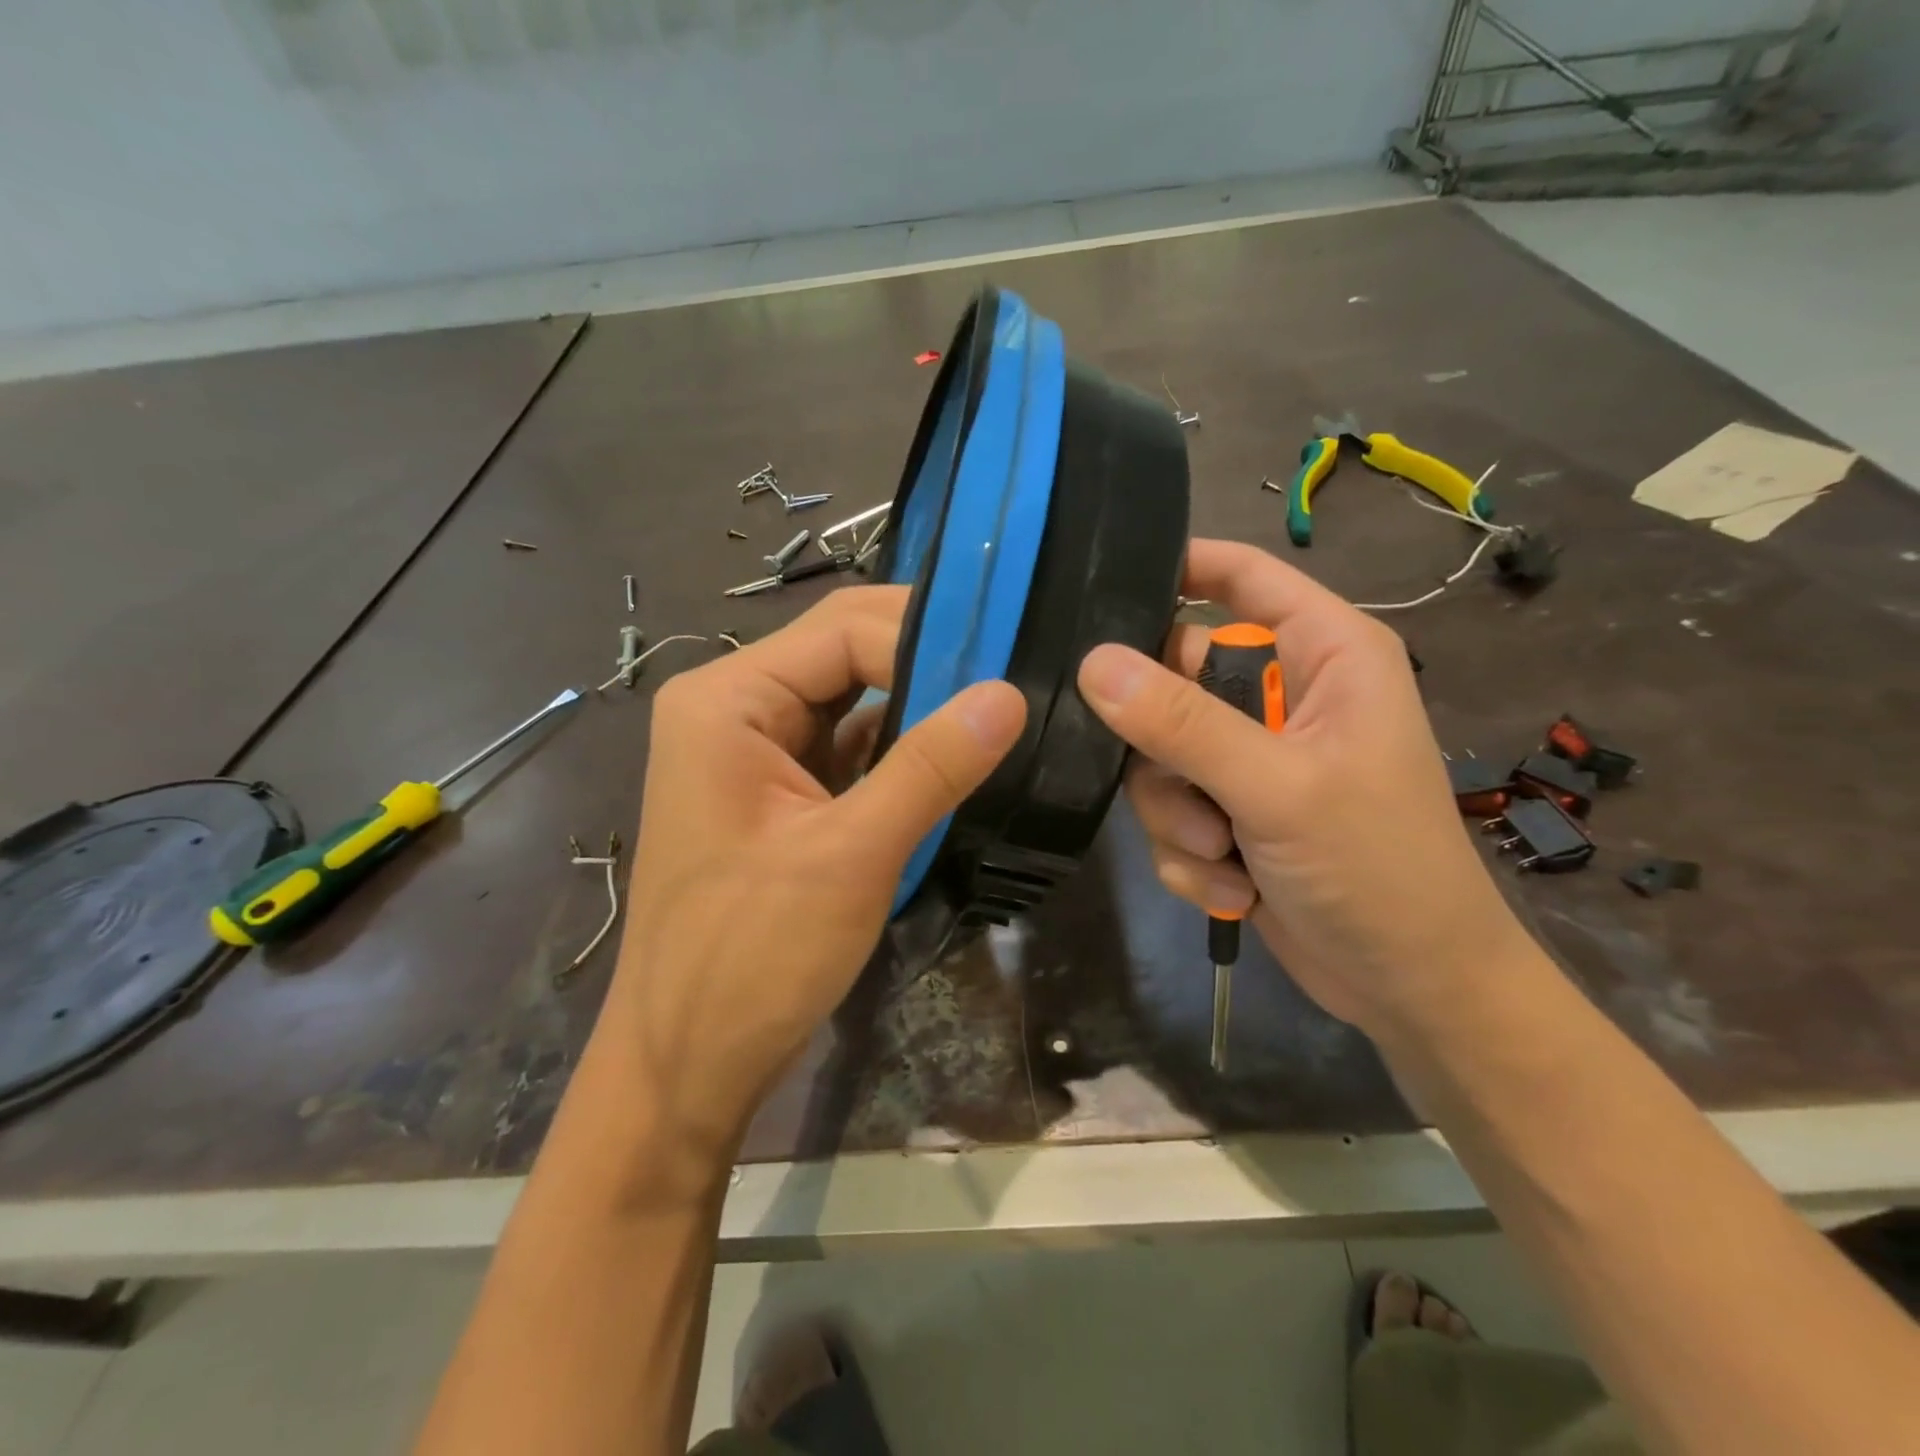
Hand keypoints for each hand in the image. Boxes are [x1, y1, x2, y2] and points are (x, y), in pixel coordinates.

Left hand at [594, 586, 1025, 1159]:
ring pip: (852, 699)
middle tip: (1009, 675)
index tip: (1005, 665)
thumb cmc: (751, 959)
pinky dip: (900, 749)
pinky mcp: (780, 792)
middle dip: (925, 661)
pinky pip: (850, 747)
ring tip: (995, 708)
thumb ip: (930, 767)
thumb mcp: (851, 856)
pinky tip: (955, 755)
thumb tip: (1008, 695)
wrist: (688, 1062)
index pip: (841, 631)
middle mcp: (735, 709)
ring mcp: (755, 752)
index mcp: (727, 701)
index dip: (926, 637)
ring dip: (919, 704)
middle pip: (844, 653)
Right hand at [1075, 539, 1528, 1036]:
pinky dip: (1191, 854)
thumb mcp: (1278, 788)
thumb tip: (1093, 662)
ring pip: (1162, 756)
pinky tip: (1234, 886)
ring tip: (1226, 852)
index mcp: (1324, 655)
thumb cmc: (1377, 869)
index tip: (1101, 588)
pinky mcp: (1232, 814)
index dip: (1178, 567)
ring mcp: (1253, 759)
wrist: (1411, 989)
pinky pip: (1172, 811)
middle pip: (1175, 677)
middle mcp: (1285, 697)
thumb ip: (1184, 722)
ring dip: (1179, 813)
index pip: (1242, 576)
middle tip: (1186, 785)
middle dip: (1165, 745)